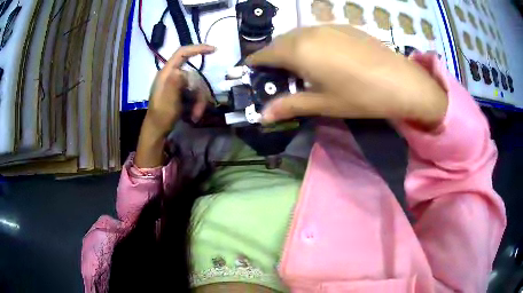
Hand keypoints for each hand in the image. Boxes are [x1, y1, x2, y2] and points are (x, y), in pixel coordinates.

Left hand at [145, 44, 215, 136]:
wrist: (157, 130)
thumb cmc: (160, 116)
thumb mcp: (167, 102)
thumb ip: (173, 86)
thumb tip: (180, 72)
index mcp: (167, 73)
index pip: (182, 53)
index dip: (197, 48)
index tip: (214, 50)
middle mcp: (173, 76)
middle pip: (194, 76)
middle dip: (199, 93)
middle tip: (198, 110)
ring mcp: (178, 85)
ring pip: (197, 87)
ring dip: (199, 102)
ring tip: (195, 116)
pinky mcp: (181, 93)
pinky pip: (195, 94)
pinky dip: (197, 104)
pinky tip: (194, 116)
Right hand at [247, 25, 447, 129]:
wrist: (402, 82)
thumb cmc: (360, 96)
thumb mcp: (323, 104)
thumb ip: (290, 105)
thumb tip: (262, 116)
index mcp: (299, 50)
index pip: (265, 53)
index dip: (255, 62)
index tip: (251, 71)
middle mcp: (309, 32)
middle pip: (280, 41)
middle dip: (273, 55)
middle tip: (276, 73)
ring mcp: (328, 26)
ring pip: (299, 34)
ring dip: (291, 47)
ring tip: (298, 65)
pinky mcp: (344, 26)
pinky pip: (316, 31)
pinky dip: (310, 41)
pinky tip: (322, 55)